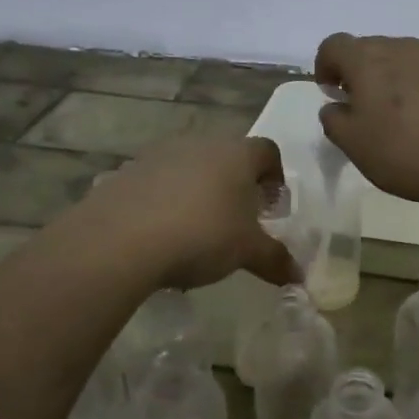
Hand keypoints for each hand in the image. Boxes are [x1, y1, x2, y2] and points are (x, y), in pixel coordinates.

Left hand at [77, 134, 299, 290]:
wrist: (121, 240)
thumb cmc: (201, 235)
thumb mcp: (247, 252)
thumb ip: (275, 259)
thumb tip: (298, 275)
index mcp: (237, 154)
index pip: (267, 150)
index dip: (274, 176)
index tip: (271, 205)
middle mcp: (200, 143)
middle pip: (228, 156)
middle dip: (236, 184)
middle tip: (237, 219)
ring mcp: (160, 154)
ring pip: (190, 167)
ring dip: (198, 190)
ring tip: (196, 228)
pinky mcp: (127, 171)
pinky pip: (157, 182)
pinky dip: (165, 200)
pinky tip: (161, 233)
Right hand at [313, 33, 418, 206]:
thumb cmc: (404, 152)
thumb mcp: (354, 145)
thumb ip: (334, 120)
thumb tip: (335, 106)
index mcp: (366, 61)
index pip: (334, 45)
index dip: (325, 65)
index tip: (331, 91)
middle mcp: (401, 47)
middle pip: (369, 48)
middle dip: (360, 71)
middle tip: (364, 106)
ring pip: (403, 57)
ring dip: (393, 76)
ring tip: (401, 112)